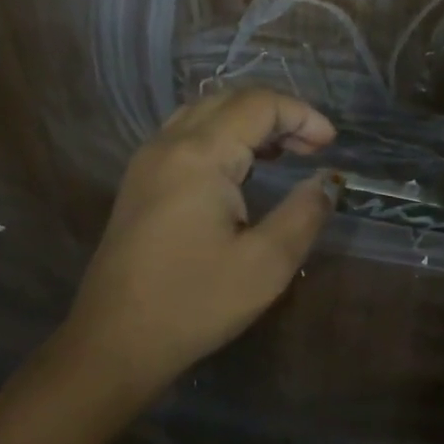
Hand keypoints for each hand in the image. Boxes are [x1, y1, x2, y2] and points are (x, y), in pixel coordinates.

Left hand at [59, 87, 340, 394]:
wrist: (113, 343)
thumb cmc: (193, 304)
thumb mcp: (265, 264)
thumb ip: (304, 213)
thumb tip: (327, 182)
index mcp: (198, 155)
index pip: (258, 105)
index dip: (301, 114)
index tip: (330, 145)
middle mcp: (168, 144)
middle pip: (229, 99)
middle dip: (277, 113)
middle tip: (312, 146)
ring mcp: (148, 160)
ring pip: (205, 113)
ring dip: (248, 121)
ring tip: (284, 151)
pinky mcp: (139, 181)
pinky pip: (186, 135)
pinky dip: (222, 136)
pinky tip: (242, 168)